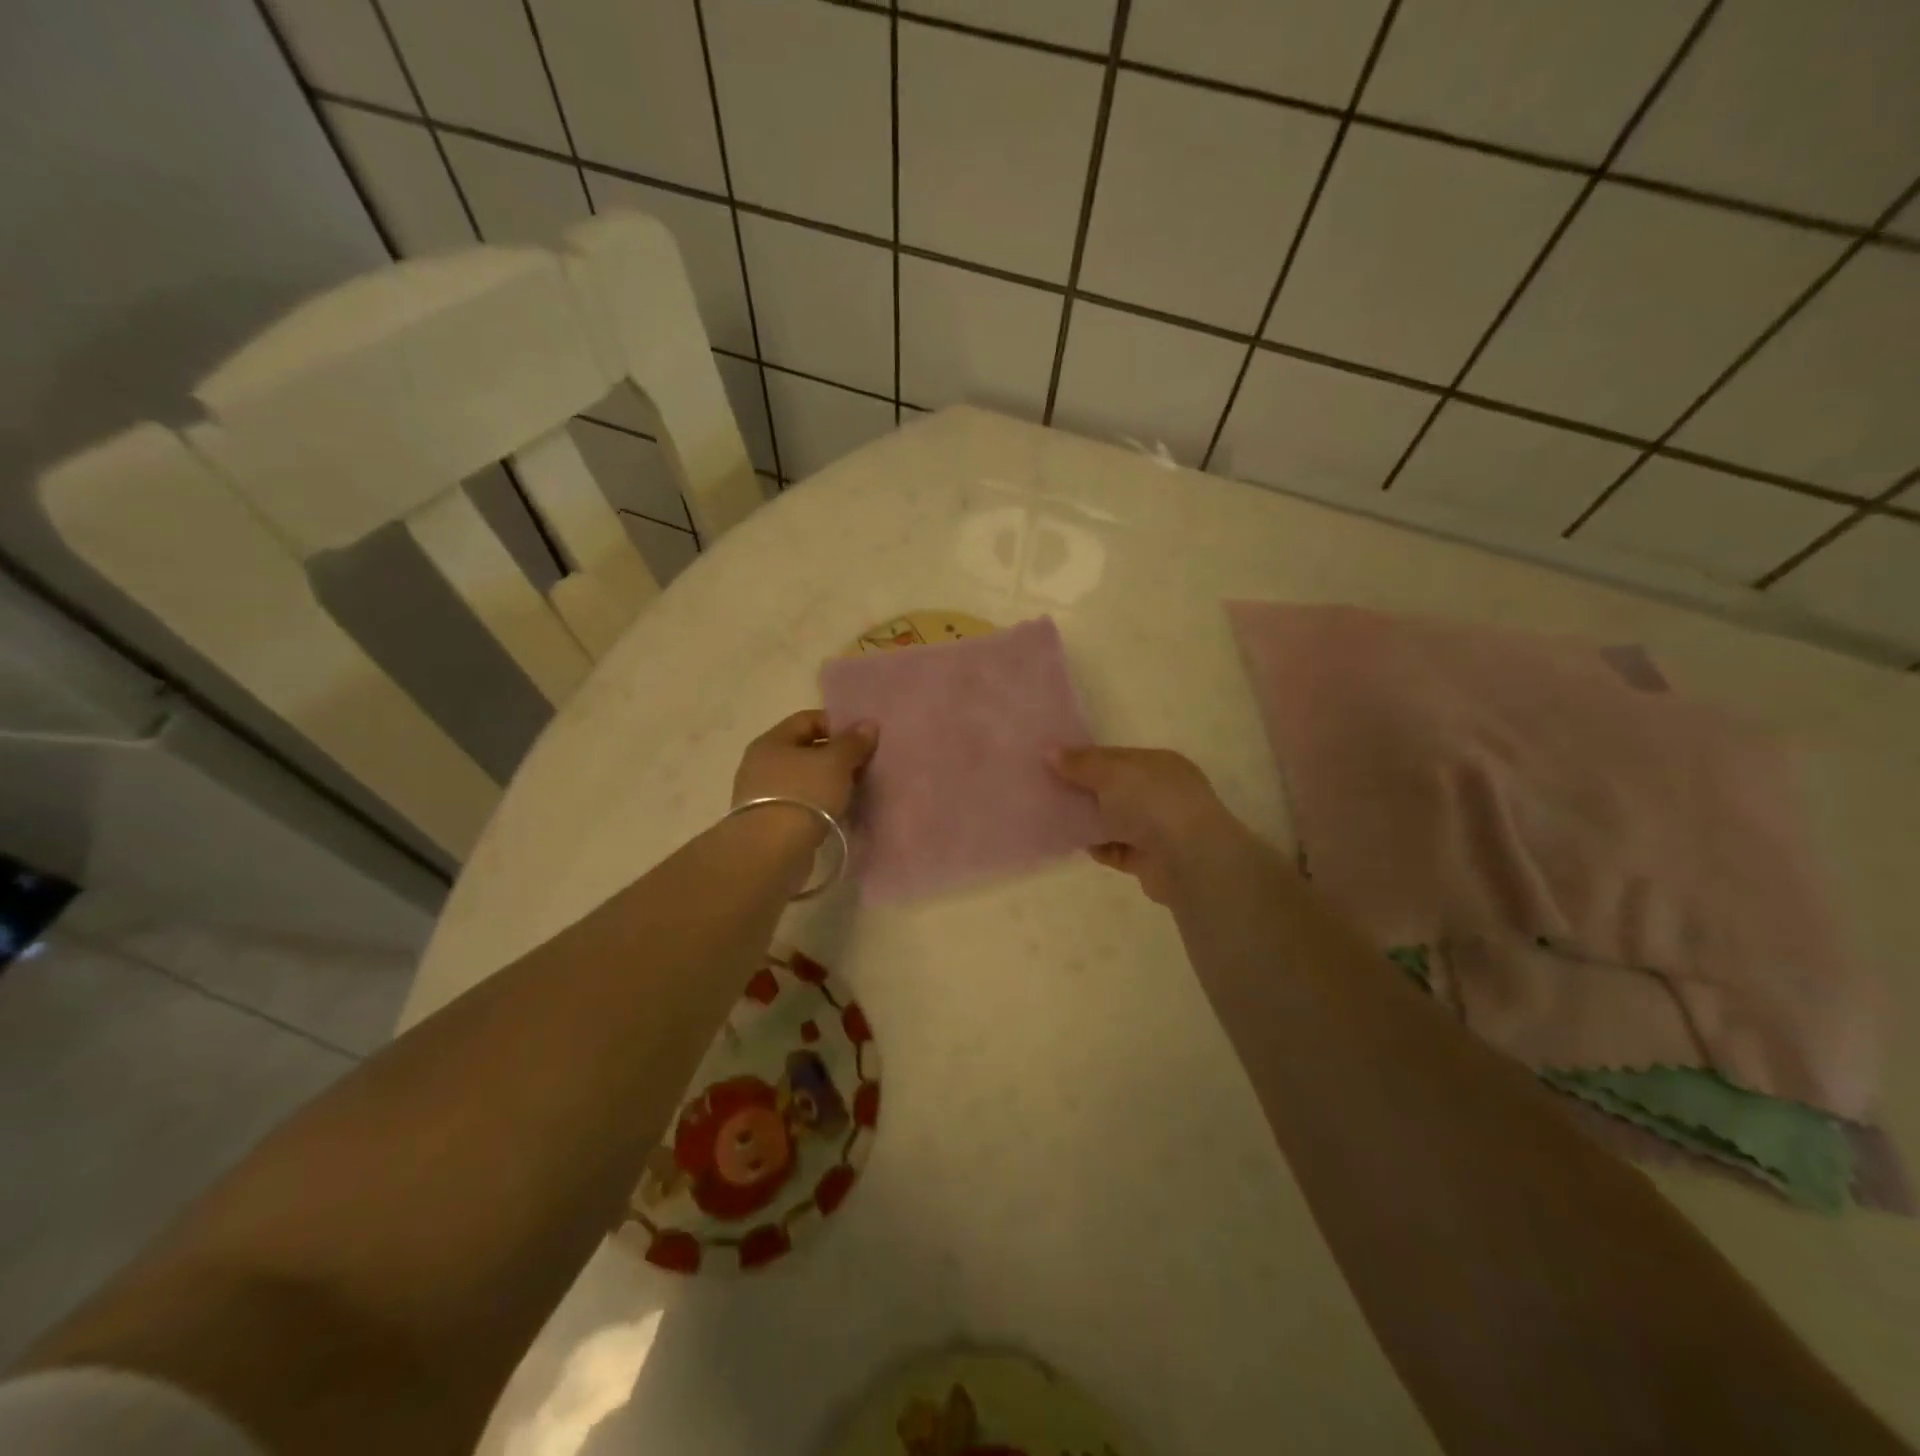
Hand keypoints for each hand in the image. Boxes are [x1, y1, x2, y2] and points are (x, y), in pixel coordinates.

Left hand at [732, 710, 877, 828]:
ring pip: (802, 778)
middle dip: (835, 756)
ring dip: (827, 782)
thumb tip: (868, 724)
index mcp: (772, 741)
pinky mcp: (767, 822)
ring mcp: (761, 794)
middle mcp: (761, 763)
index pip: (808, 720)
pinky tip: (836, 813)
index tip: (862, 740)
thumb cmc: (804, 795)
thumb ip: (853, 742)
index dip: (837, 725)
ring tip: (853, 791)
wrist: (771, 851)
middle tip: (863, 766)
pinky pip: (799, 803)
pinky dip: (818, 804)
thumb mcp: (835, 763)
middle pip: (804, 750)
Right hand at [1048, 746, 1255, 904]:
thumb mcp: (1112, 773)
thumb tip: (1048, 751)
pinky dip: (1094, 846)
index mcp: (1159, 764)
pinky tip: (1069, 842)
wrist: (1189, 861)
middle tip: (1044, 789)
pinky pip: (1114, 849)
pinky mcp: (1148, 860)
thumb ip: (1080, 763)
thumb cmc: (1152, 803)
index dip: (1084, 759)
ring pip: (1112, 820)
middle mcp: (1161, 793)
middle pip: (1113, 788)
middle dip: (1082, 789)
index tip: (1050, 762)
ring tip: (1050, 816)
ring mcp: (1157, 828)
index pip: (1116, 757)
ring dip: (1086, 820)